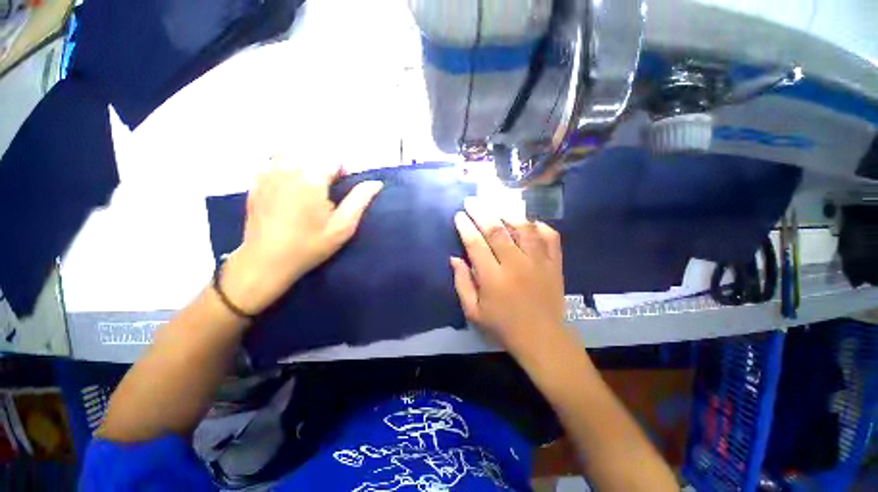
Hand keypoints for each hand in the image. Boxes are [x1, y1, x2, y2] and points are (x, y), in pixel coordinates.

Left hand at [222, 159, 382, 314]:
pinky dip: (285, 172)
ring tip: (308, 189)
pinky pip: (274, 166)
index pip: (332, 159)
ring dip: (304, 166)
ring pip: (292, 156)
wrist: (266, 261)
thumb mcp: (343, 226)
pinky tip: (287, 193)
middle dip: (323, 168)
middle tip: (326, 192)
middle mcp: (287, 169)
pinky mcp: (256, 184)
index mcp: (311, 179)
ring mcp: (267, 175)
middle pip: (312, 154)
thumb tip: (376, 183)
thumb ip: (360, 200)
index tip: (341, 189)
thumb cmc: (310, 245)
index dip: (342, 171)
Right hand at [451, 197, 566, 359]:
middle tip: (472, 201)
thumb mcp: (473, 312)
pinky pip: (550, 237)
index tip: (459, 215)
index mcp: (493, 278)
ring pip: (524, 228)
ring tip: (497, 205)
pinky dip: (539, 226)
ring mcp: (538, 262)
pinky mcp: (555, 264)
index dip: (465, 227)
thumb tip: (455, 258)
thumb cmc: (503, 326)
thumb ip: (462, 283)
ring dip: (508, 213)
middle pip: (497, 230)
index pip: (476, 244)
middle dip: (481, 212)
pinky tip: (529, 222)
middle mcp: (516, 264)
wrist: (543, 338)